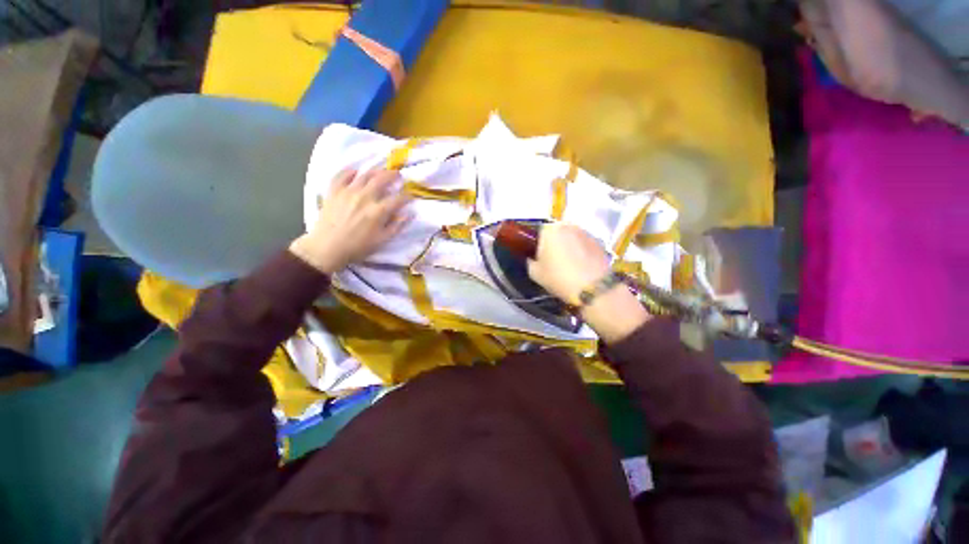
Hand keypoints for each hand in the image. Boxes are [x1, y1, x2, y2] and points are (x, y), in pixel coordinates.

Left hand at [289, 168, 411, 273]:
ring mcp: (348, 192)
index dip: (407, 196)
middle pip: (381, 180)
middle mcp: (364, 197)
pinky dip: (350, 171)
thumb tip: (410, 214)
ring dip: (375, 171)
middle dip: (392, 175)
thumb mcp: (382, 240)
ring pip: (364, 175)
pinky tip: (355, 172)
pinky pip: (342, 175)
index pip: (397, 199)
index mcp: (378, 211)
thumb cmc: (357, 247)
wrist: (327, 247)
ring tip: (381, 171)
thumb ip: (397, 226)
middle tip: (397, 174)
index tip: (410, 195)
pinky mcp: (334, 191)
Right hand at [527, 223, 650, 342]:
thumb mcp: (535, 273)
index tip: (540, 258)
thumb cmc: (559, 278)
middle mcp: (568, 225)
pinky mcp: (600, 242)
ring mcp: (586, 232)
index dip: (539, 246)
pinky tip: (581, 268)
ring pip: (572, 238)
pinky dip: (582, 252)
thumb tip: (533, 259)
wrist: (594, 288)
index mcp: (549, 229)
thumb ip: (530, 262)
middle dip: (555, 244)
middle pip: (557, 233)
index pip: (539, 232)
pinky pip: (584, 245)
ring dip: (569, 248)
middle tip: (553, 262)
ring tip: (569, 266)